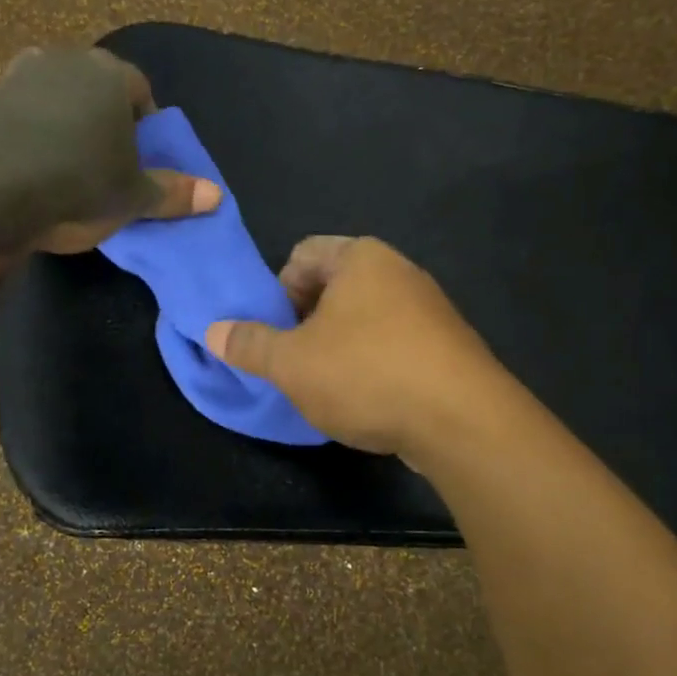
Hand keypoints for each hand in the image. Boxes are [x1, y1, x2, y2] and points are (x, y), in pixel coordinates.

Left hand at [0, 48, 220, 253]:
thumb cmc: (79, 189)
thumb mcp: (134, 199)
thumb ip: (174, 192)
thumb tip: (217, 195)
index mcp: (110, 77)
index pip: (139, 89)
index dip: (144, 122)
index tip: (141, 155)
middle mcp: (63, 62)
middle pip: (92, 81)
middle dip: (100, 109)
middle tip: (103, 153)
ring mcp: (15, 77)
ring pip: (43, 79)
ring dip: (51, 99)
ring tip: (56, 138)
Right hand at [204, 236, 506, 460]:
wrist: (463, 420)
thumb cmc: (367, 374)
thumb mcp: (292, 363)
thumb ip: (250, 344)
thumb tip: (213, 330)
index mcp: (360, 257)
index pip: (302, 254)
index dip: (277, 291)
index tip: (274, 333)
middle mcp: (398, 270)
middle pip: (334, 285)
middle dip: (306, 321)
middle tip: (295, 362)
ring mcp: (429, 307)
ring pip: (364, 317)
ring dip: (338, 345)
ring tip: (328, 385)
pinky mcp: (447, 344)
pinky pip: (394, 342)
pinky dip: (373, 362)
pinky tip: (368, 398)